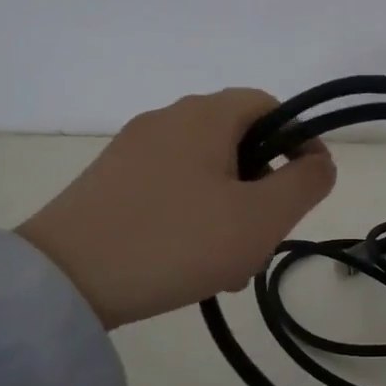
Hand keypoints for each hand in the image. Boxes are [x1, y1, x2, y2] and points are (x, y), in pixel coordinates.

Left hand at [17, 89, 335, 329]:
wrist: (66, 279)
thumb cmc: (177, 241)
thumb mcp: (260, 217)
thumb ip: (305, 183)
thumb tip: (319, 162)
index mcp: (205, 116)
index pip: (270, 106)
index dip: (300, 141)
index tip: (309, 187)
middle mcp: (167, 119)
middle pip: (238, 142)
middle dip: (263, 189)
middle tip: (266, 239)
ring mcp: (132, 150)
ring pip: (205, 172)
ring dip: (230, 211)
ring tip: (230, 266)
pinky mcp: (109, 181)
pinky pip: (170, 188)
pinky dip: (194, 217)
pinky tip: (190, 263)